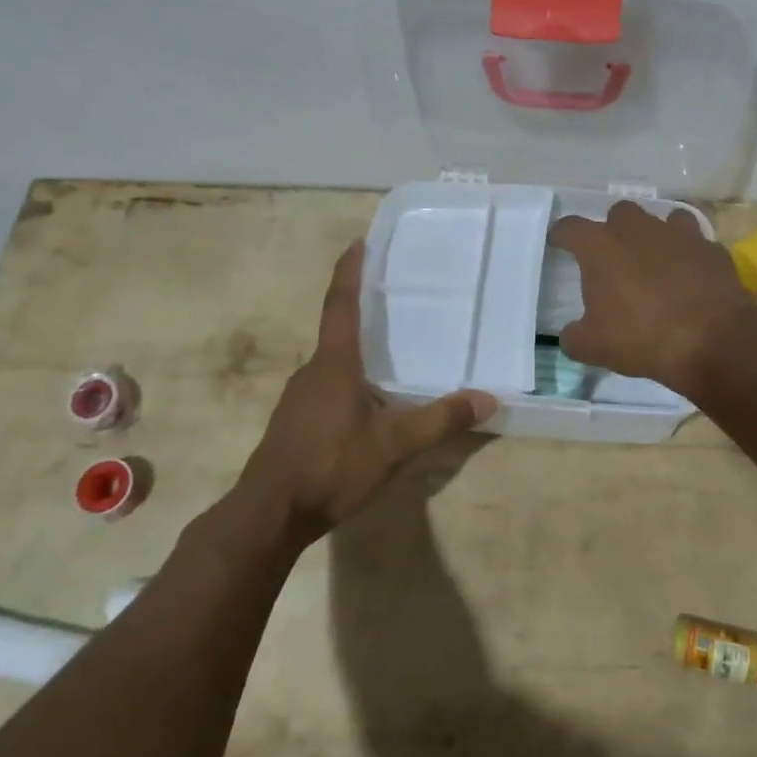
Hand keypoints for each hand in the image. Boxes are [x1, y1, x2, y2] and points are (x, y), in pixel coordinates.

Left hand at [237, 241, 495, 537]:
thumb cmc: (331, 465)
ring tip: (391, 359)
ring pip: (333, 365)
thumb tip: (488, 399)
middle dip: (363, 315)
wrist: (268, 514)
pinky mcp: (294, 423)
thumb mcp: (394, 444)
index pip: (341, 303)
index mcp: (334, 363)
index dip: (350, 271)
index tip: (358, 241)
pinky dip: (349, 384)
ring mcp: (298, 399)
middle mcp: (312, 372)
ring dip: (357, 355)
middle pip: (338, 332)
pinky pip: (326, 390)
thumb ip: (441, 420)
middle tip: (395, 304)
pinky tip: (368, 408)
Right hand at [548, 201, 756, 397]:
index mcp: (601, 246)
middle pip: (619, 213)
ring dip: (655, 236)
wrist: (713, 340)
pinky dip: (689, 256)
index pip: (570, 227)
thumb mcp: (594, 347)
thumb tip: (571, 334)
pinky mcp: (711, 248)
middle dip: (613, 230)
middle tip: (614, 258)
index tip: (559, 243)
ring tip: (655, 263)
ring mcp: (679, 234)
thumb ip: (574, 336)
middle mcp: (638, 230)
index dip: (561, 235)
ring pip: (662, 220)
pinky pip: (695, 244)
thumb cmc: (642, 337)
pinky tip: (690, 277)